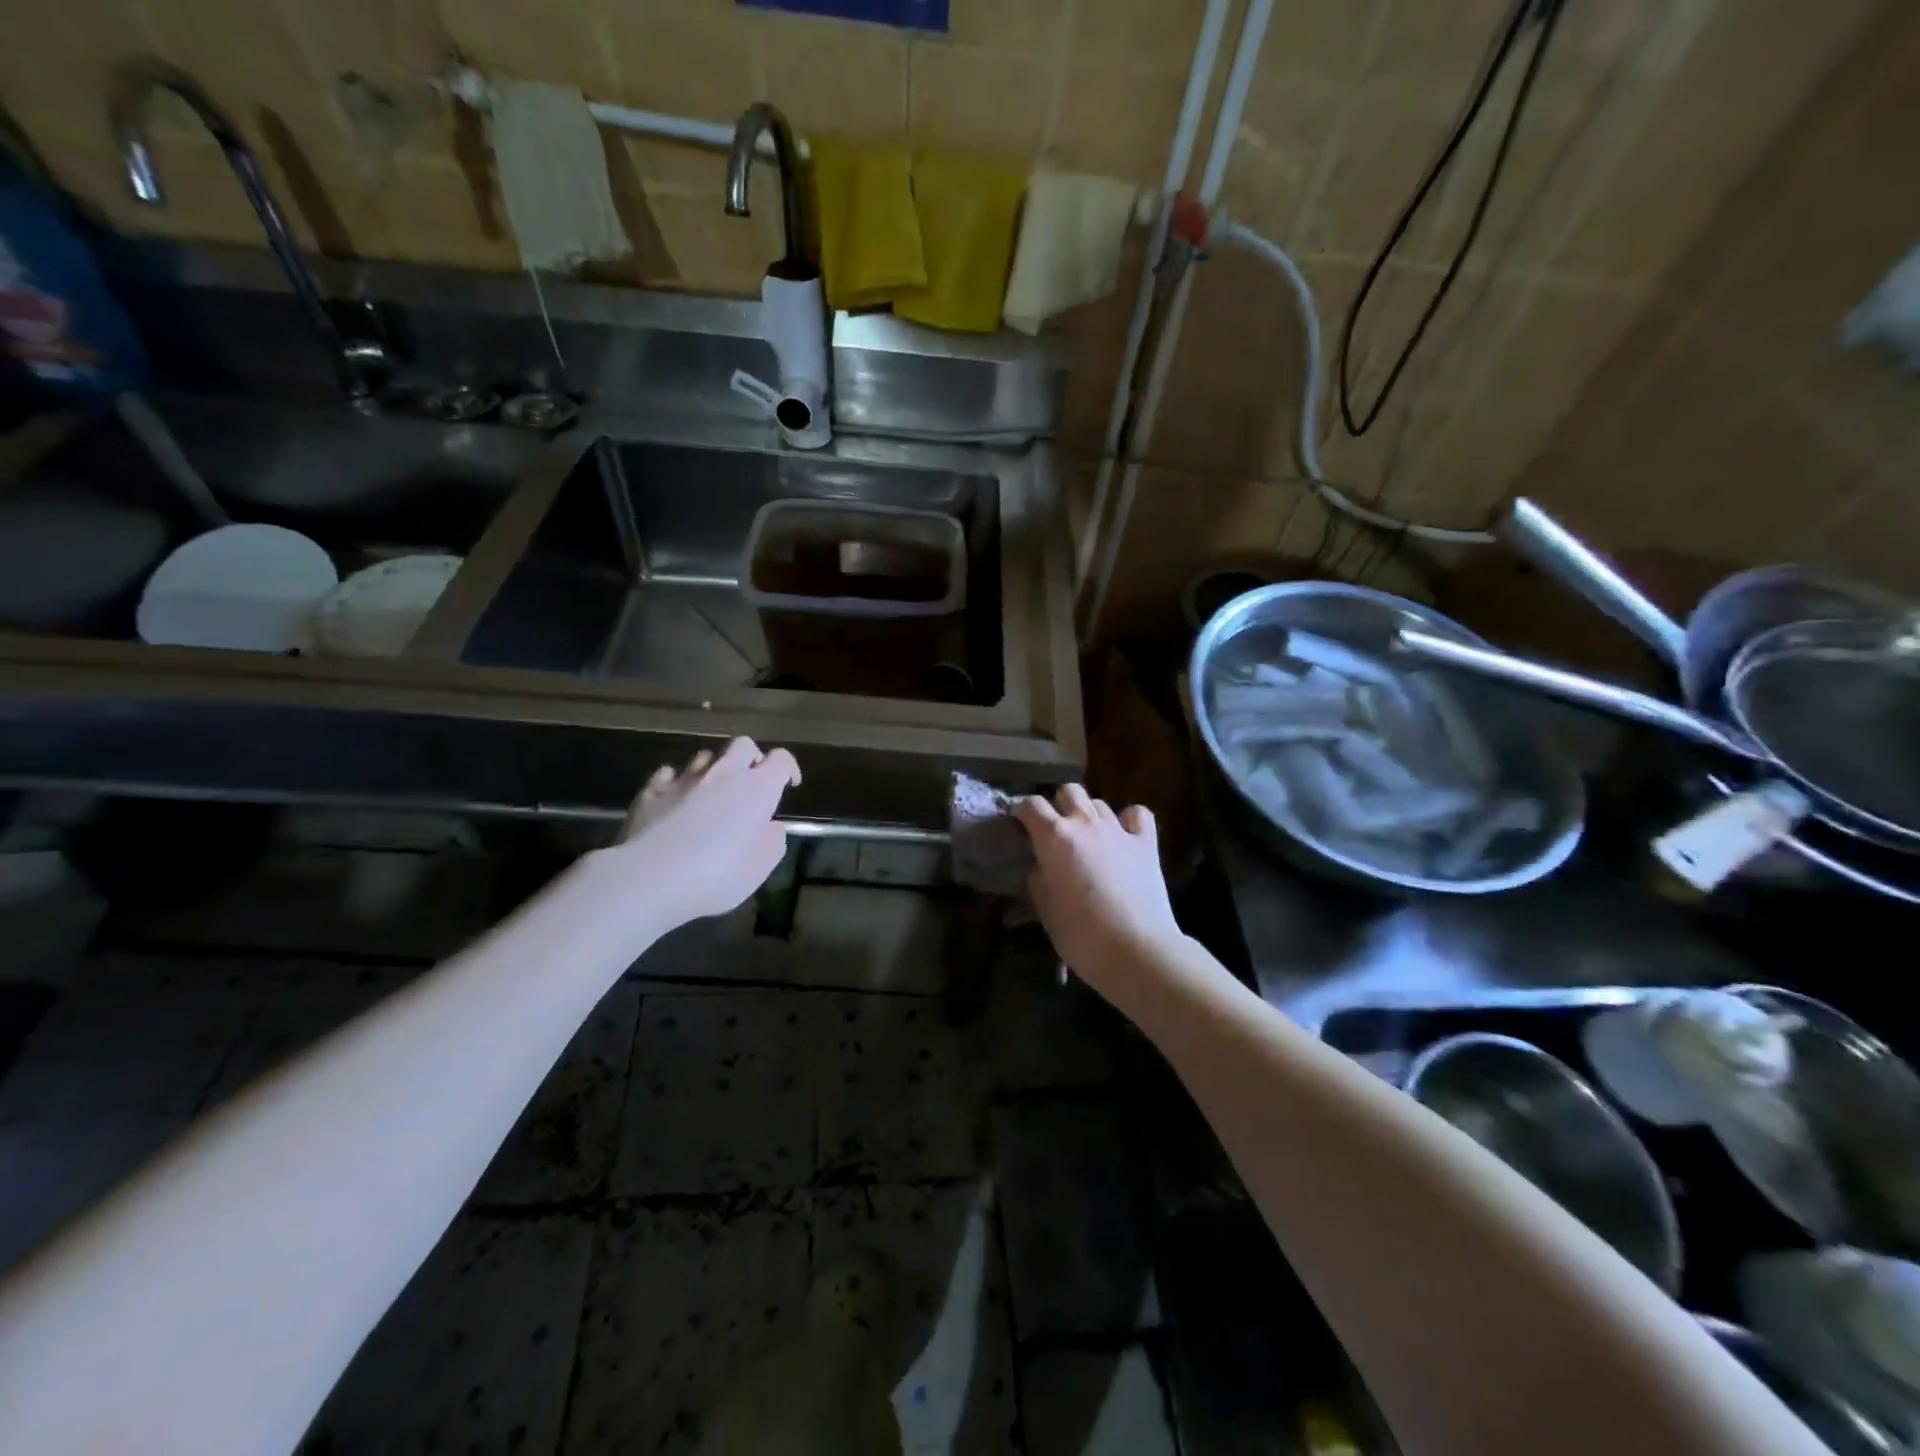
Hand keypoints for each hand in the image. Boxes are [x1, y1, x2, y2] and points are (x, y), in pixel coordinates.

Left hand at [596, 738, 801, 932]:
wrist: (650, 878)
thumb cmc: (718, 875)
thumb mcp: (761, 866)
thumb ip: (772, 840)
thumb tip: (771, 826)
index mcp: (757, 789)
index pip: (781, 759)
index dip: (788, 768)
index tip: (789, 785)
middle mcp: (723, 774)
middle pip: (743, 745)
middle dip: (751, 758)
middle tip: (751, 782)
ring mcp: (684, 779)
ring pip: (705, 756)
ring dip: (714, 769)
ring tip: (712, 792)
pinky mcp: (651, 790)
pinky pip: (668, 773)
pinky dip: (676, 781)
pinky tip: (675, 798)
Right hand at [1013, 785, 1183, 992]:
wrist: (1136, 950)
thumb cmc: (1080, 935)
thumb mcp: (1044, 908)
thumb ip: (1038, 878)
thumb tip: (1041, 866)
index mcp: (1054, 837)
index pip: (1031, 804)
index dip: (1022, 810)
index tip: (1019, 823)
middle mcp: (1085, 823)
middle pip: (1069, 791)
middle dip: (1058, 804)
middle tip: (1055, 829)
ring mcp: (1119, 830)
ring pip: (1099, 803)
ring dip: (1089, 814)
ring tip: (1088, 837)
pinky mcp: (1146, 843)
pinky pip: (1137, 814)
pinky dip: (1128, 819)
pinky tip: (1124, 834)